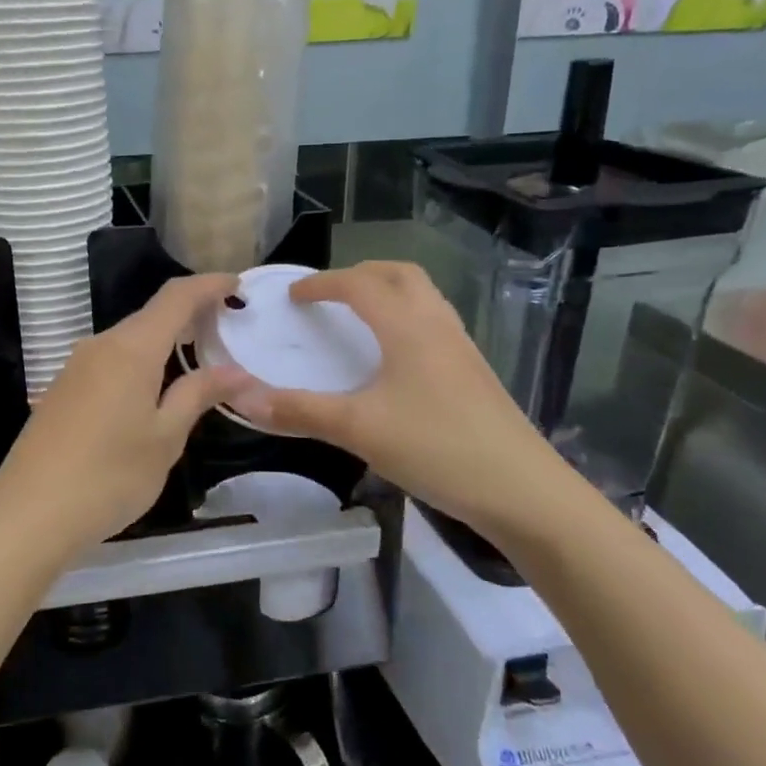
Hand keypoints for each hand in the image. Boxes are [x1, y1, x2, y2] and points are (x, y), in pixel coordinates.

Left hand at [0, 274, 248, 558]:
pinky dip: (141, 361)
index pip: (176, 296)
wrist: (28, 513)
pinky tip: (154, 388)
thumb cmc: (108, 476)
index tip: (238, 284)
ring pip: (129, 339)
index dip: (209, 284)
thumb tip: (237, 371)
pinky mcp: (63, 389)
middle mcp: (100, 345)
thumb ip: (199, 394)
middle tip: (228, 326)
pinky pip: (111, 361)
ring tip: (198, 356)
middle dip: (191, 313)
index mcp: (131, 348)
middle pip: (151, 315)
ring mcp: (76, 367)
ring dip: (165, 340)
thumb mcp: (165, 438)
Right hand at [228, 262, 575, 542]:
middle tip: (329, 296)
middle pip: (399, 275)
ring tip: (358, 318)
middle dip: (360, 275)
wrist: (523, 490)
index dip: (322, 283)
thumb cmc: (437, 449)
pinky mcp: (474, 372)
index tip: (293, 296)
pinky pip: (434, 323)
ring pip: (423, 297)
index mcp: (407, 327)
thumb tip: (242, 398)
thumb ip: (299, 411)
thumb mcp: (358, 429)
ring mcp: (462, 347)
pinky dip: (405, 319)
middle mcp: (437, 324)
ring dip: (387, 293)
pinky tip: (394, 358)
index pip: (359, 285)